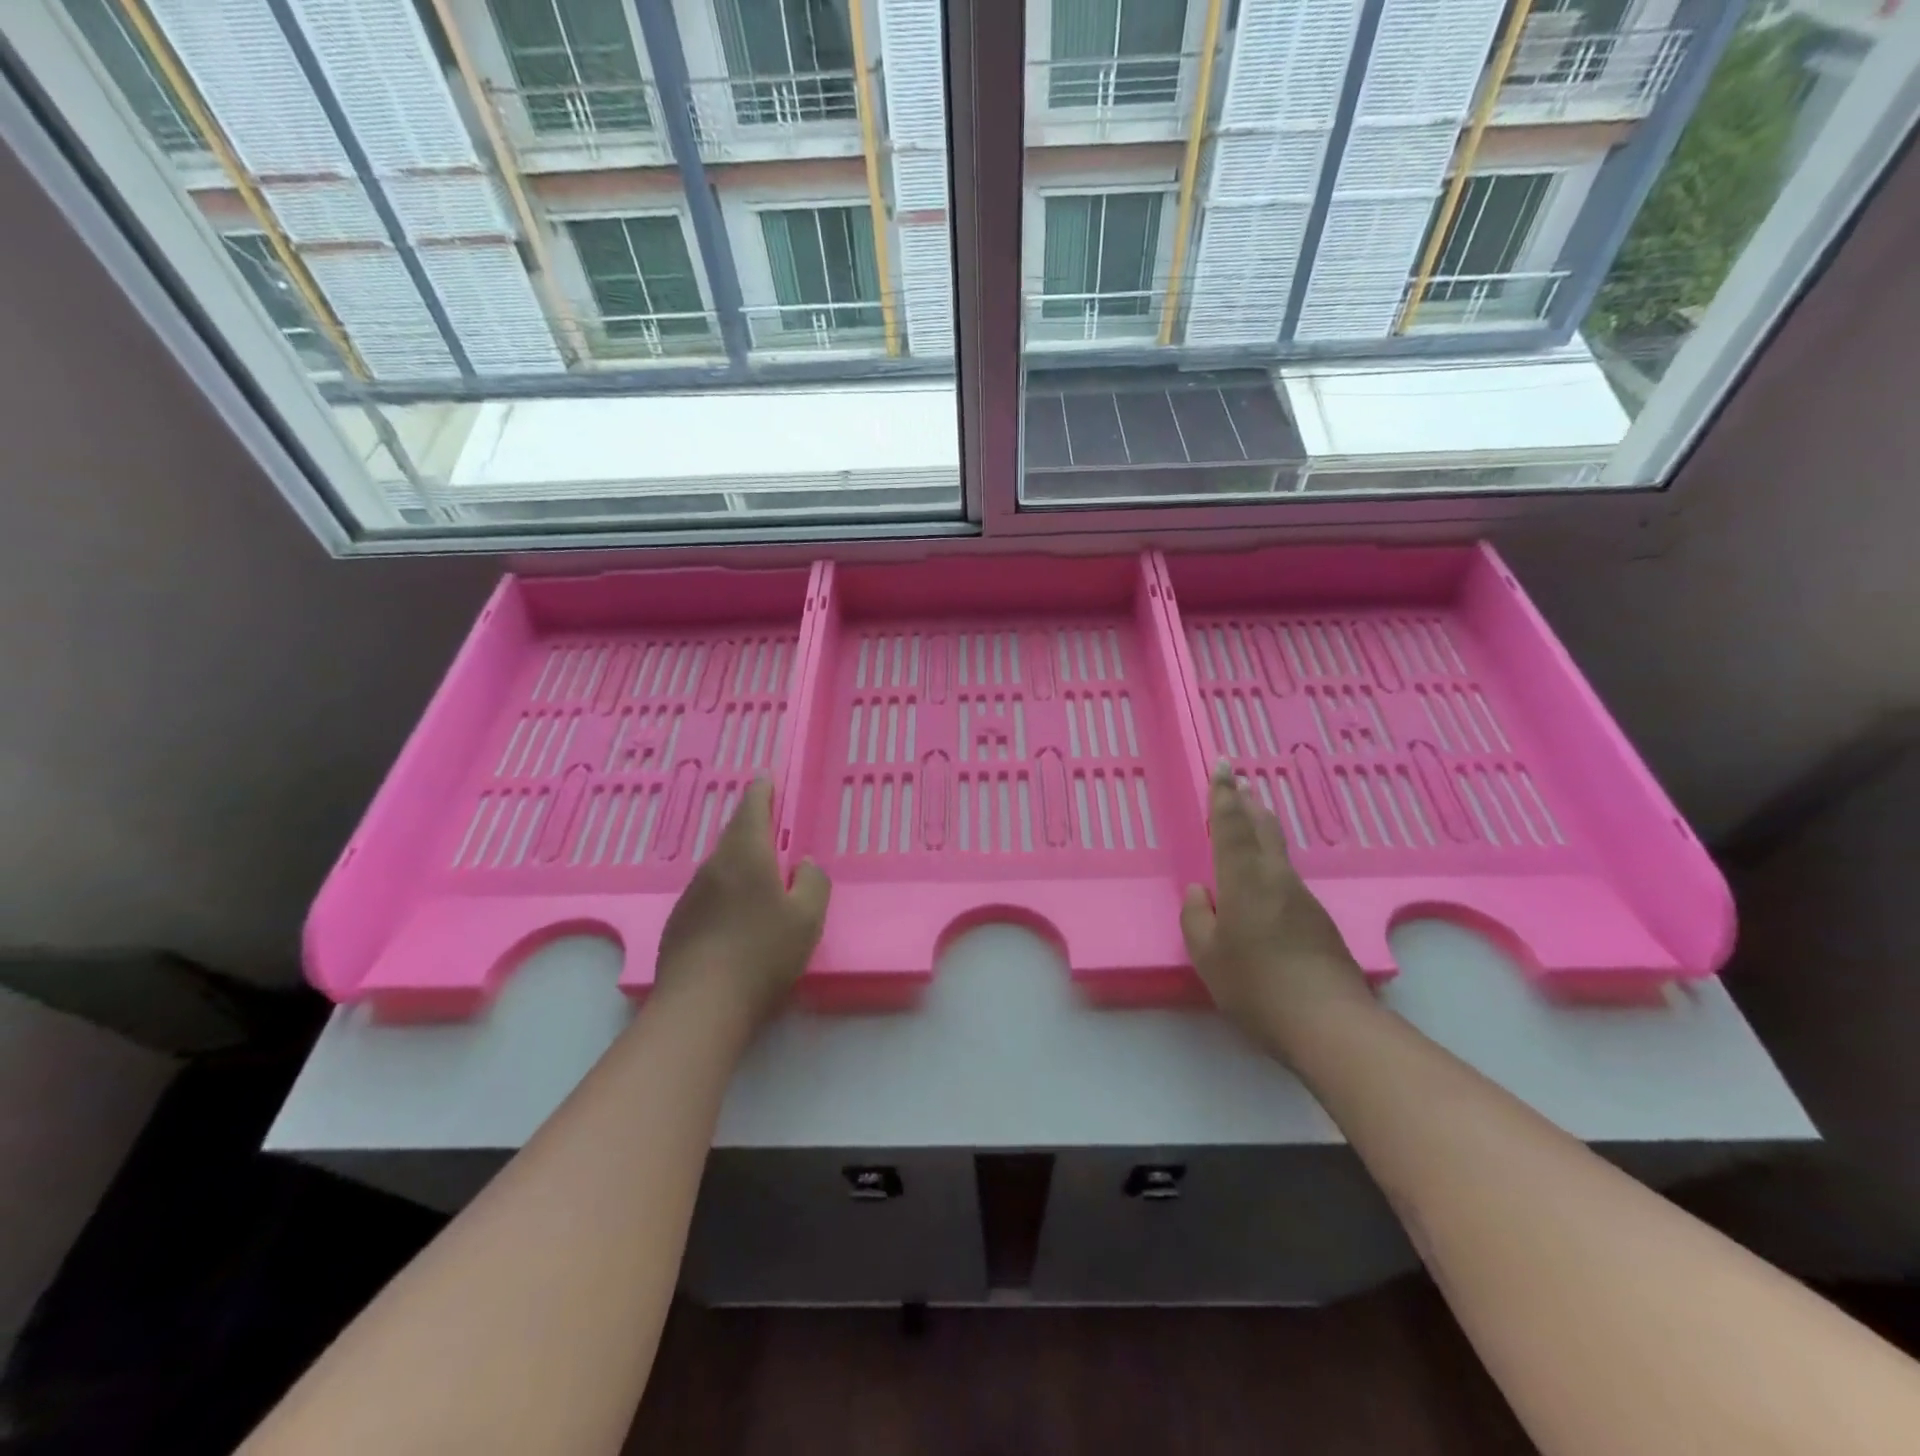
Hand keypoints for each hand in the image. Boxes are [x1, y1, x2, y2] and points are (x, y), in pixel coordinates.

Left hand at [655, 779, 829, 1030]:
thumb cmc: (763, 953)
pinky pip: (708, 895)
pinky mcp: (678, 923)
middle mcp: (714, 866)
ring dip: (739, 864)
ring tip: (760, 878)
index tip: (767, 778)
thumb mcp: (808, 918)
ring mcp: (691, 895)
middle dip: (752, 827)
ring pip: (720, 867)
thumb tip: (803, 865)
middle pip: (734, 835)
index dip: (762, 790)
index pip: (752, 808)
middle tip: (772, 827)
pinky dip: (725, 893)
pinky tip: (736, 919)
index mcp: (747, 854)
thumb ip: (813, 882)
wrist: (701, 1006)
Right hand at [1181, 760, 1372, 1061]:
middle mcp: (1276, 878)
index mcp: (1244, 879)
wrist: (1329, 1023)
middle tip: (1240, 783)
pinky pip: (1286, 878)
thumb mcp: (1207, 955)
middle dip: (1248, 803)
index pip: (1231, 825)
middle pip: (1263, 828)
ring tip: (1250, 822)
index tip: (1223, 766)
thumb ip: (1196, 918)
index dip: (1224, 794)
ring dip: (1262, 830)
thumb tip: (1199, 893)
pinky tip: (1263, 883)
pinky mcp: (1318, 920)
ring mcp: (1303, 898)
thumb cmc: (1256, 985)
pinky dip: (1271, 863)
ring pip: (1278, 852)